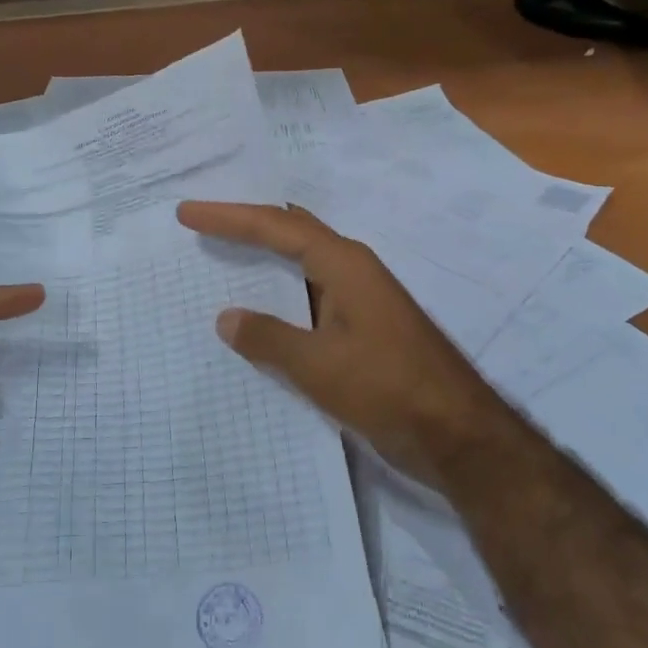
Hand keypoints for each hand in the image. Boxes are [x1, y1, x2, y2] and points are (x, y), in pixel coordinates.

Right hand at [177, 201, 515, 488]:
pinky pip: (309, 297)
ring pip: (301, 265)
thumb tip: (225, 318)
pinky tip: (258, 312)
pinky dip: (279, 295)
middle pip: (291, 233)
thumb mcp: (319, 366)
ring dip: (262, 259)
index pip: (276, 226)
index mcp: (344, 264)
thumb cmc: (388, 389)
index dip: (229, 217)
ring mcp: (360, 299)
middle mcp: (352, 270)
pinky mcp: (362, 328)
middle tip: (202, 222)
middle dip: (246, 225)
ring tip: (220, 255)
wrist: (458, 435)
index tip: (188, 213)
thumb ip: (269, 338)